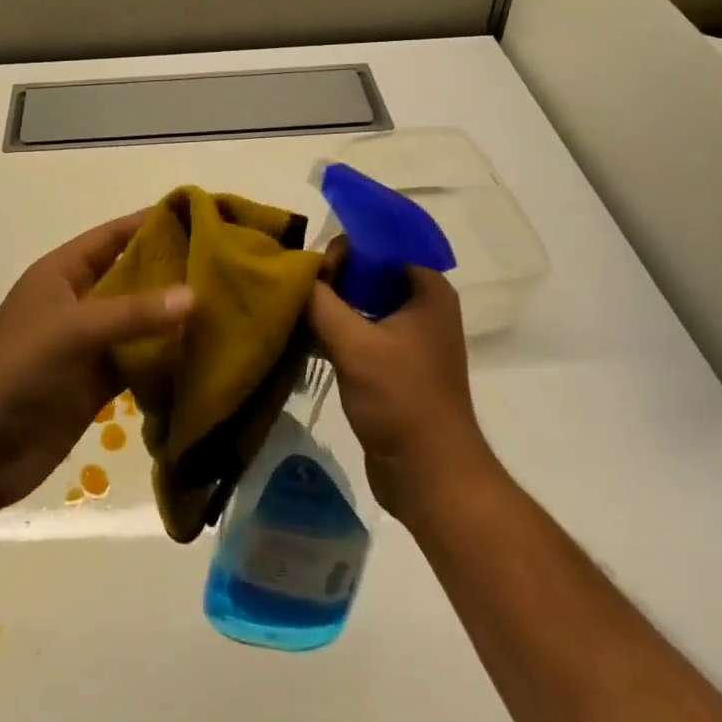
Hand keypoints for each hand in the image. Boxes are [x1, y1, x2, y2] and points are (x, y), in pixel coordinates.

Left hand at [0, 211, 193, 510]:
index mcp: (62, 272)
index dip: (150, 223)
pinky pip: (136, 363)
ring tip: (225, 306)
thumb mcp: (74, 329)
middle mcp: (77, 301)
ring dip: (171, 318)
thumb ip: (133, 313)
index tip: (198, 214)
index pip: (113, 236)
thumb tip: (195, 295)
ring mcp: (86, 345)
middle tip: (223, 264)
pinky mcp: (95, 384)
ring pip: (137, 322)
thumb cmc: (19, 369)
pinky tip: (202, 355)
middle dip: (171, 271)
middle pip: (130, 277)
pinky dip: (163, 359)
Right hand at [308, 251, 497, 520]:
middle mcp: (422, 305)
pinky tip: (302, 336)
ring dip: (329, 305)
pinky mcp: (393, 364)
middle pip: (367, 273)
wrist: (429, 476)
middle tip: (298, 291)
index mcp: (427, 289)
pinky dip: (334, 330)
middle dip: (331, 278)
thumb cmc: (400, 399)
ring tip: (293, 310)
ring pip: (360, 303)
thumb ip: (319, 300)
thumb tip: (292, 272)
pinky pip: (359, 330)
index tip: (312, 268)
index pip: (379, 246)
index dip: (344, 249)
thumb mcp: (353, 343)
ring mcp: (409, 336)